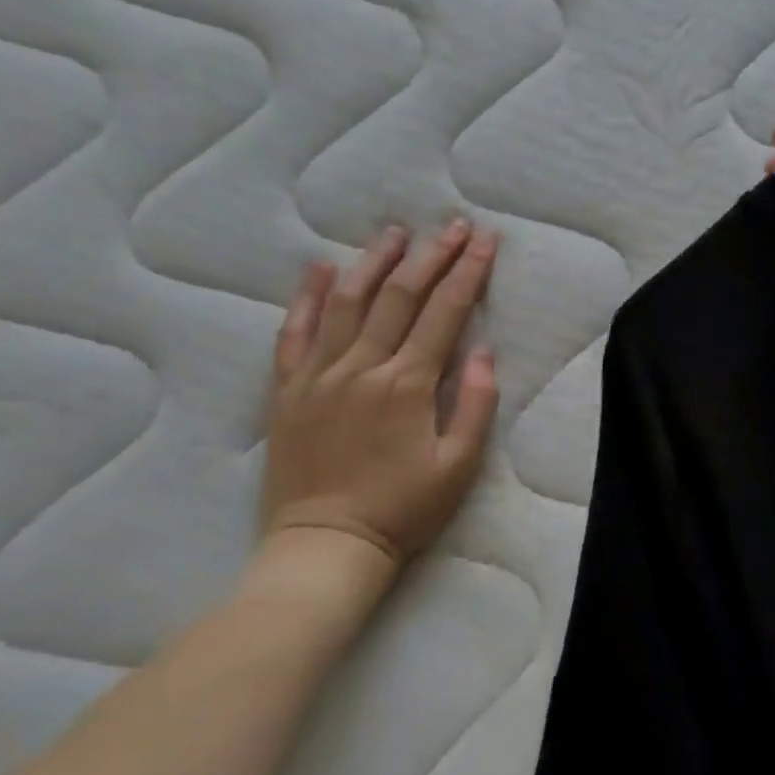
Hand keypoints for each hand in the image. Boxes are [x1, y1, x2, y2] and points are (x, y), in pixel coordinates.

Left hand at [259, 219, 500, 575]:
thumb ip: (475, 404)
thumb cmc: (401, 510)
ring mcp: (319, 375)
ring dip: (375, 262)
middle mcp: (362, 367)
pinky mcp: (287, 390)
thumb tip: (482, 350)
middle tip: (455, 225)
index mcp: (407, 384)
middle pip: (401, 295)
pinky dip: (307, 297)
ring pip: (348, 302)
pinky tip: (320, 268)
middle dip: (433, 255)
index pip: (446, 312)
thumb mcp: (458, 466)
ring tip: (397, 233)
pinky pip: (294, 333)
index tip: (487, 240)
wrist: (324, 548)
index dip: (469, 272)